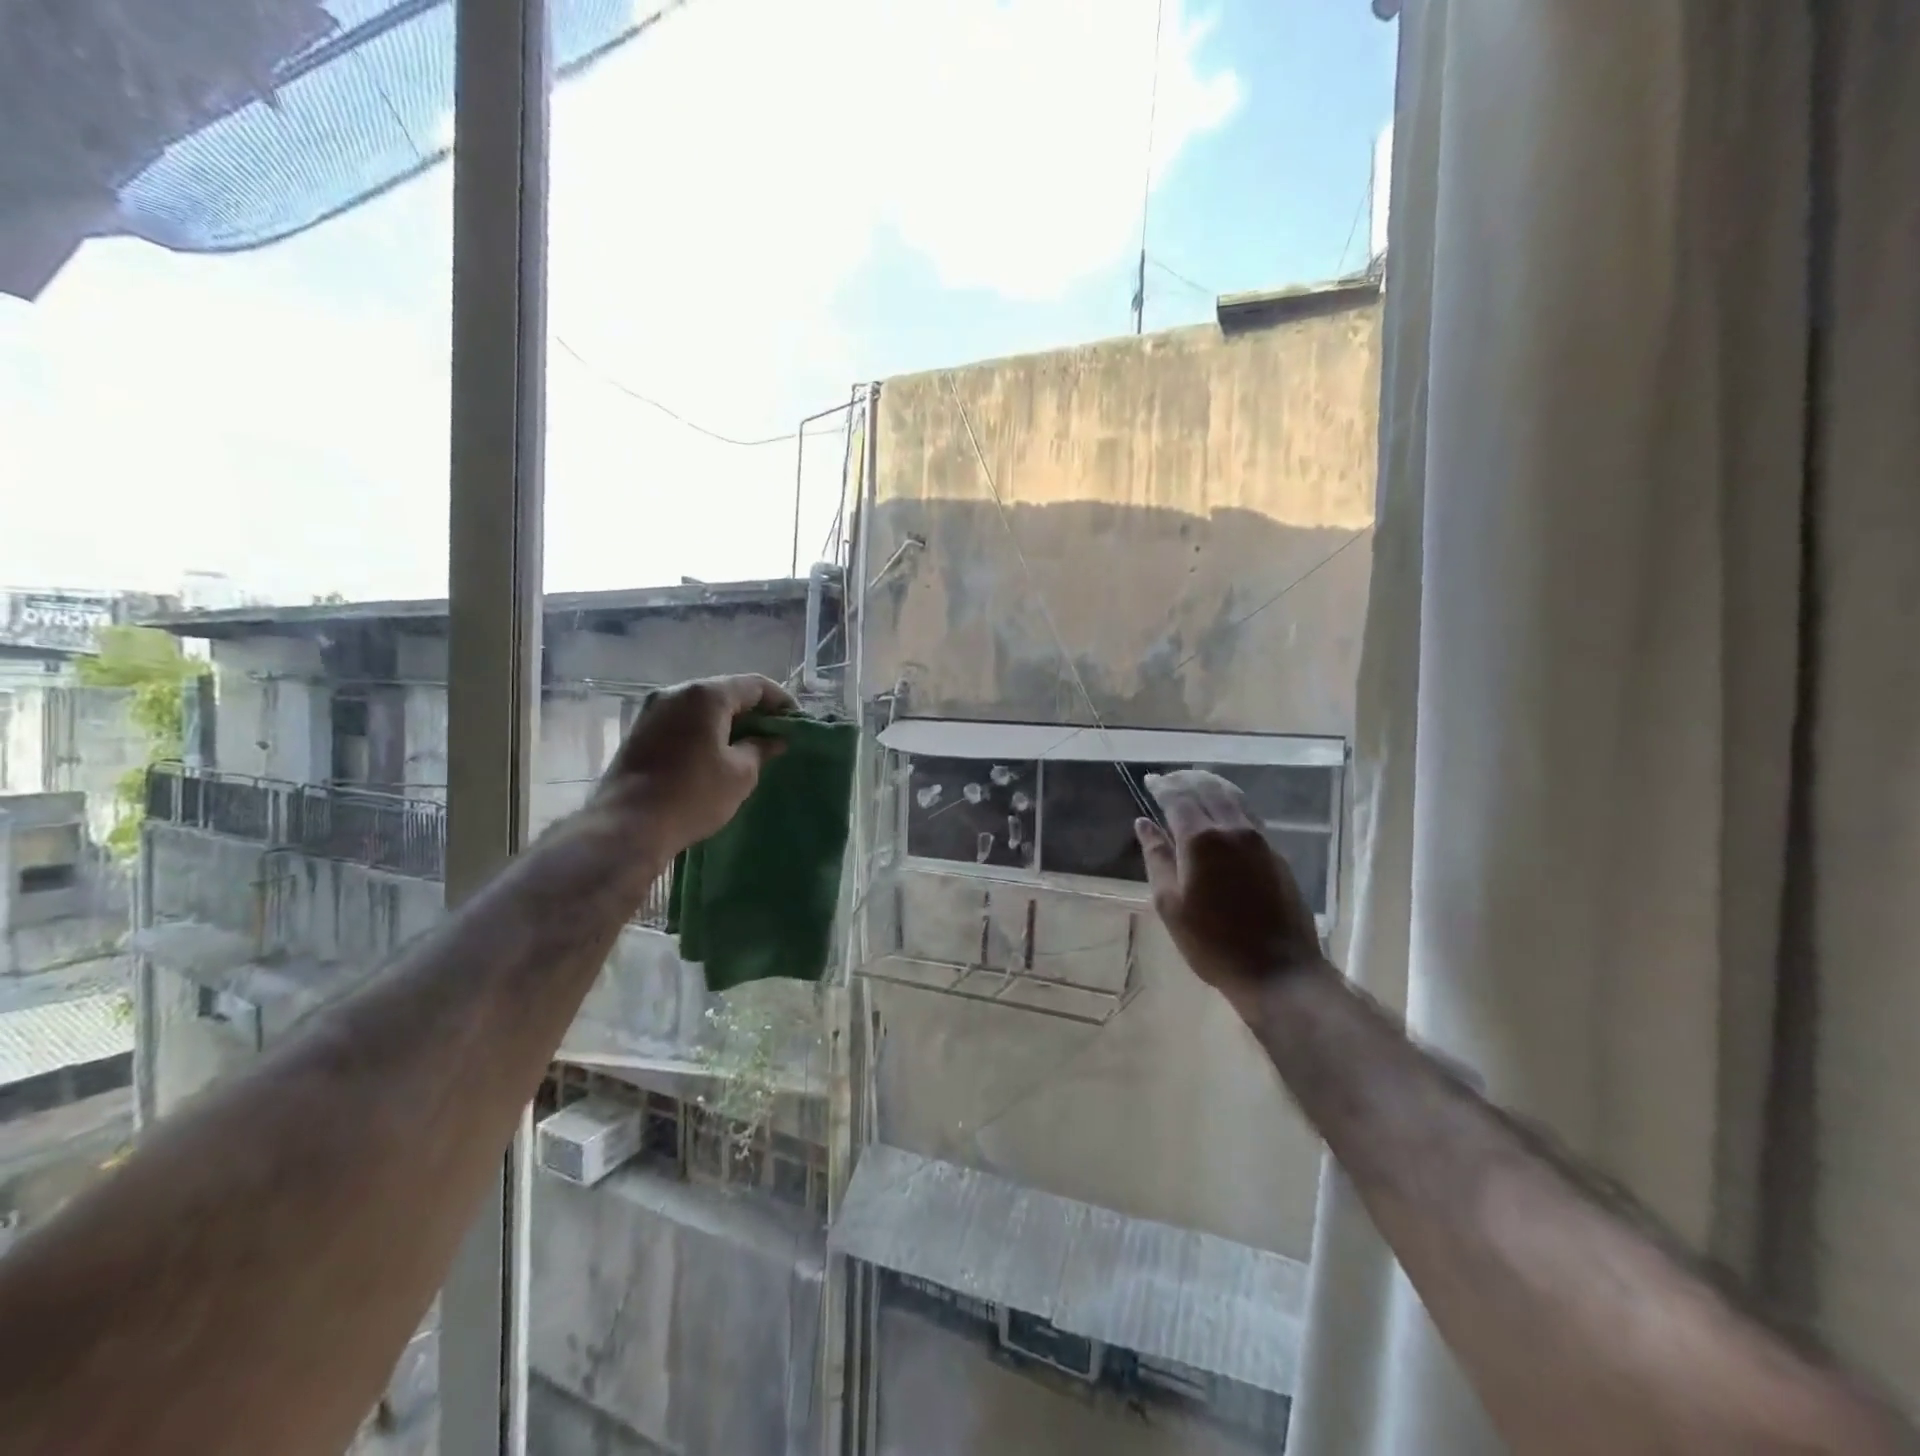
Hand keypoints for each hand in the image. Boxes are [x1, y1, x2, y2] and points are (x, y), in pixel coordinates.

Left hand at [594, 674, 795, 853]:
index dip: (781, 701)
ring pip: (702, 707)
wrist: (627, 826)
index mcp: (705, 695)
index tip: (797, 722)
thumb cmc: (692, 795)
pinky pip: (682, 721)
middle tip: (775, 735)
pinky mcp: (640, 731)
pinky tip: (716, 754)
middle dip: (753, 711)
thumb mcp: (740, 774)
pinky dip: (704, 731)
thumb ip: (761, 748)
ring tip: (748, 747)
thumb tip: (774, 739)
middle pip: (726, 692)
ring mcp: (652, 710)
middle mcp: (675, 692)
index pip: (754, 685)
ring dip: (727, 722)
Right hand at [1135, 769, 1326, 1016]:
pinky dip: (1230, 800)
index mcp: (1201, 840)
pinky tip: (1223, 808)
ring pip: (1233, 797)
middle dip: (1186, 779)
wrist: (1277, 970)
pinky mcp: (1276, 853)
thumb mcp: (1170, 904)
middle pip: (1208, 789)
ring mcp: (1260, 839)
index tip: (1149, 779)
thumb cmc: (1212, 943)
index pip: (1178, 798)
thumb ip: (1157, 858)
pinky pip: (1249, 813)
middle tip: (1168, 778)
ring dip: (1210, 784)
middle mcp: (1233, 829)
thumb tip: (1143, 824)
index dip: (1162, 786)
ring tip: (1194, 782)